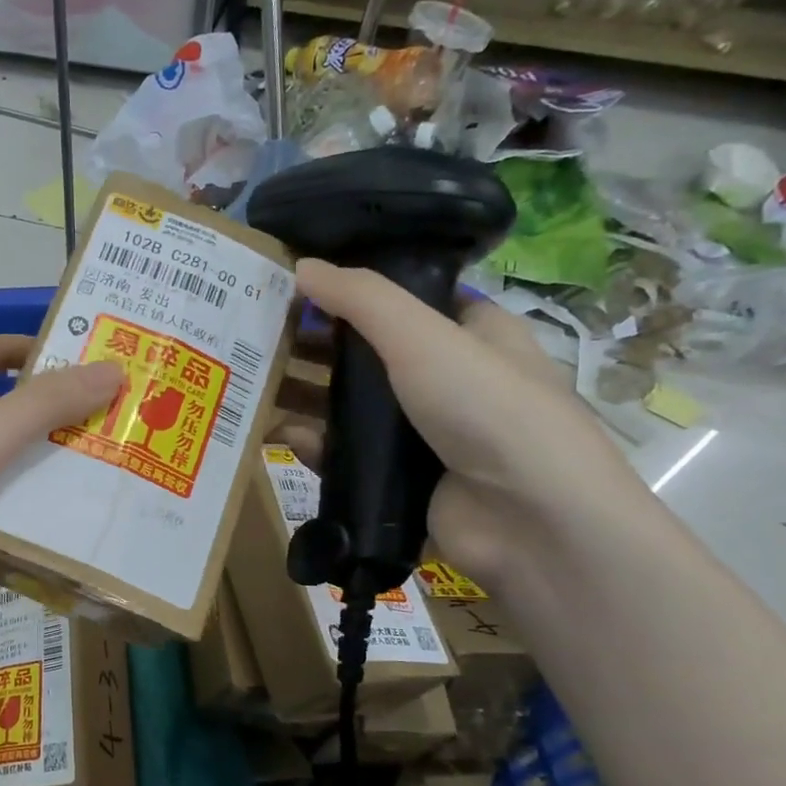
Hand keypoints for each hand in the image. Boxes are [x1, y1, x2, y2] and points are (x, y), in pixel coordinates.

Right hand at [291, 260, 646, 583]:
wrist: (530, 520)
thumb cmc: (487, 407)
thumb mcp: (423, 336)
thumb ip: (360, 298)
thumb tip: (301, 265)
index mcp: (472, 334)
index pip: (406, 300)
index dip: (354, 292)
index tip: (297, 289)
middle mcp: (450, 380)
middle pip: (369, 354)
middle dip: (316, 346)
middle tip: (259, 337)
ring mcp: (425, 435)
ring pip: (353, 408)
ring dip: (306, 397)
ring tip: (255, 385)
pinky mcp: (402, 482)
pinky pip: (348, 457)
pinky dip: (315, 446)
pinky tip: (281, 436)